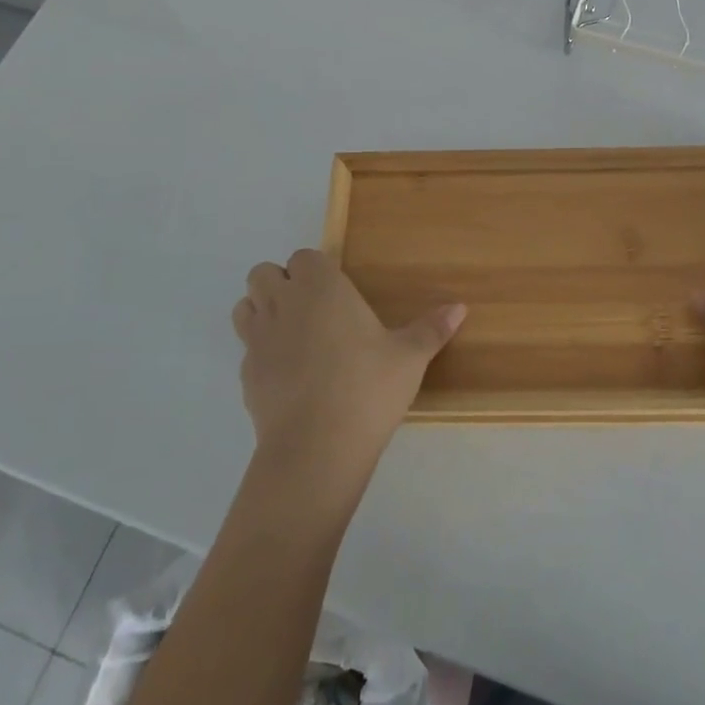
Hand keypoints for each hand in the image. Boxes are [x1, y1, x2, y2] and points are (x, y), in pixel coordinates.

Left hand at [233, 249, 464, 477]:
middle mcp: (283, 303)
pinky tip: (289, 375)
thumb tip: (460, 307)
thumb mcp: (409, 357)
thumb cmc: (367, 387)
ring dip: (263, 311)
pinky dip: (262, 353)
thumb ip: (431, 329)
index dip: (316, 269)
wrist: (316, 447)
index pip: (304, 257)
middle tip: (315, 310)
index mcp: (321, 287)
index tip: (337, 291)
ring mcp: (258, 339)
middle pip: (264, 273)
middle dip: (282, 283)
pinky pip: (247, 349)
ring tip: (294, 335)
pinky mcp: (245, 375)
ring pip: (245, 306)